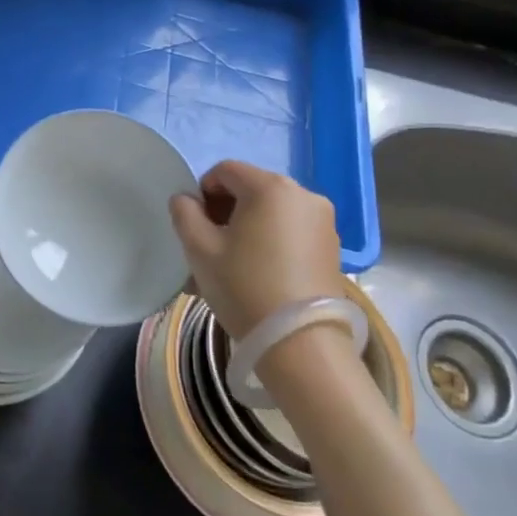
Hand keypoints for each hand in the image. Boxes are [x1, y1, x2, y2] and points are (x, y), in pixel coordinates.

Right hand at [169, 161, 348, 340]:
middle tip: (209, 248)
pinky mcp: (332, 247)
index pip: (225, 171)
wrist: (301, 345)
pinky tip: (257, 275)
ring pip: (271, 213)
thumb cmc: (244, 287)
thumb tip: (185, 199)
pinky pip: (290, 231)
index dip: (203, 192)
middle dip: (225, 212)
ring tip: (229, 267)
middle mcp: (303, 194)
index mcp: (270, 187)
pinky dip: (269, 243)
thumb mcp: (200, 249)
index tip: (195, 225)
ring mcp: (323, 221)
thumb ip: (185, 214)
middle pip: (251, 189)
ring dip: (246, 229)